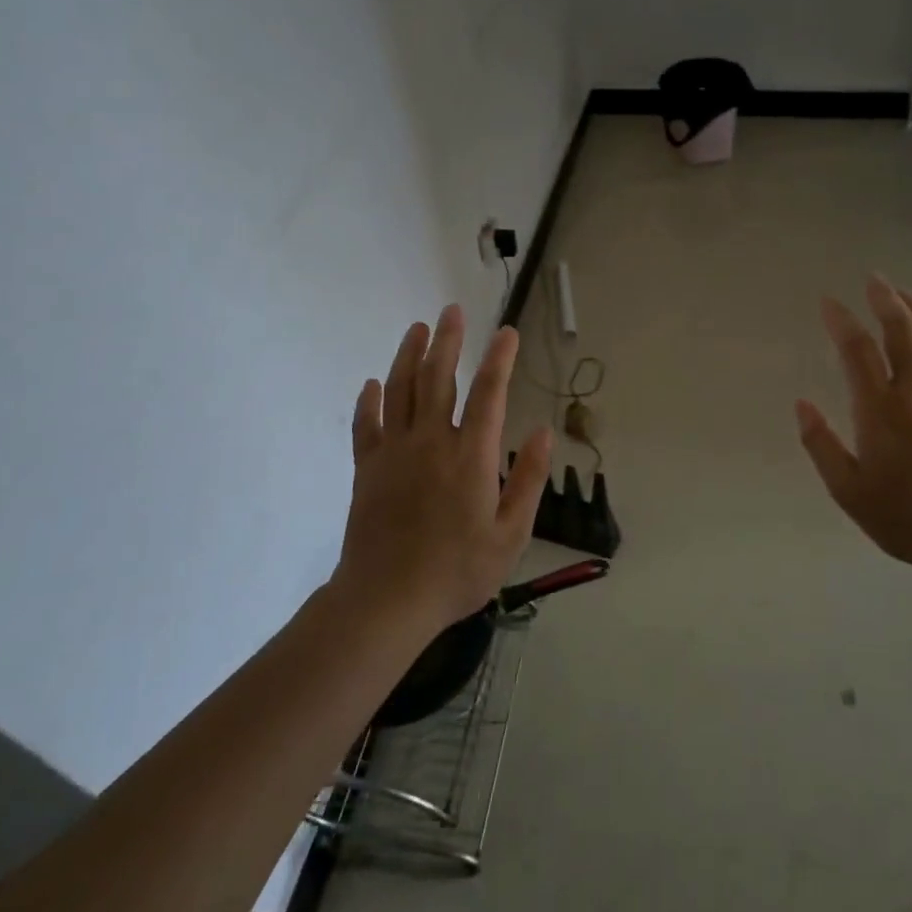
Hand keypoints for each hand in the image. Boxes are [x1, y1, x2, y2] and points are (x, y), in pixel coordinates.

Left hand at [334, 305, 554, 631]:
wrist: (386, 601)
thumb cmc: (457, 571)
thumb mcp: (511, 534)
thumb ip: (529, 479)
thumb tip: (544, 431)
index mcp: (471, 456)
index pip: (489, 393)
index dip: (500, 359)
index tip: (507, 332)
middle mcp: (432, 442)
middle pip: (439, 378)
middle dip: (448, 341)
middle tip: (453, 310)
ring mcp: (394, 453)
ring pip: (401, 391)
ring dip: (409, 356)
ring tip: (418, 328)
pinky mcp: (368, 469)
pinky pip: (366, 424)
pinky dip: (369, 401)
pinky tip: (373, 383)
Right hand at [796, 276, 911, 574]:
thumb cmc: (906, 517)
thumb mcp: (848, 490)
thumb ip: (821, 444)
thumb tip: (801, 404)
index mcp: (880, 408)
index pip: (856, 349)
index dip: (841, 320)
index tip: (829, 302)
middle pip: (901, 330)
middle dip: (885, 299)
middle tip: (873, 280)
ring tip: (902, 295)